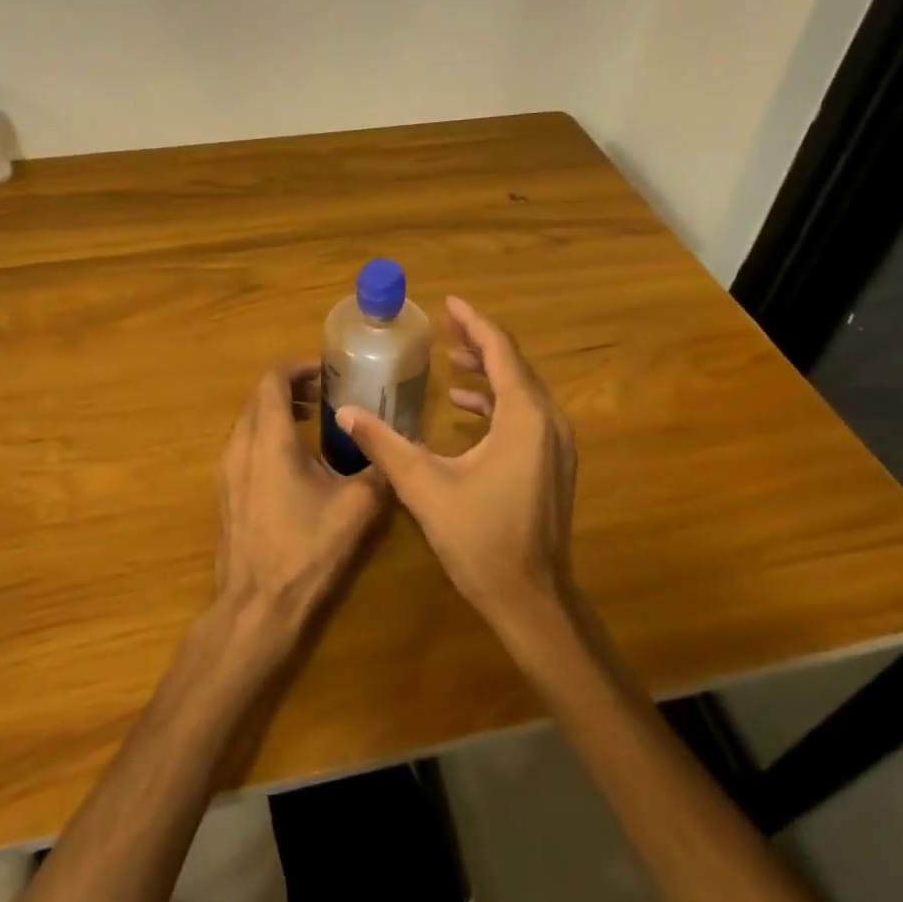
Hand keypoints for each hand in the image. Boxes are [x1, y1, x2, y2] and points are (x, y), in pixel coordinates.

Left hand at [215, 364, 389, 642]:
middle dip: (291, 389)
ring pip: (249, 423)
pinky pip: (244, 447)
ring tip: (313, 422)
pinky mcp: (226, 493)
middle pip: (259, 399)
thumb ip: (378, 471)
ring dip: (278, 413)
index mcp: (270, 440)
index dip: (299, 369)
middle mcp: (241, 447)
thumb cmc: (306, 550)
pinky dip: (267, 437)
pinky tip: (295, 462)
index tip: (327, 372)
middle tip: (326, 395)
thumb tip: (396, 450)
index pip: (273, 381)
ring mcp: (227, 471)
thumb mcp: (356, 508)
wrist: (256, 605)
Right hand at [334, 298, 576, 632]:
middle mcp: (548, 422)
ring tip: (451, 359)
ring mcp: (555, 445)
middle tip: (445, 325)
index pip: (500, 351)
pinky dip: (496, 402)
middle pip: (514, 365)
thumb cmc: (480, 539)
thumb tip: (346, 414)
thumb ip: (385, 444)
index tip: (448, 303)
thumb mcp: (425, 487)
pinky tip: (466, 408)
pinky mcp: (552, 465)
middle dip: (479, 342)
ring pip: (521, 391)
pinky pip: (525, 416)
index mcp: (524, 417)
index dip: (473, 322)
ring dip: (488, 372)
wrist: (531, 599)